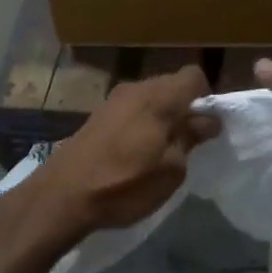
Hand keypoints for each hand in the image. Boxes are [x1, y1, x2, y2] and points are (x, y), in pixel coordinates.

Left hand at [28, 66, 220, 235]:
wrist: (63, 196)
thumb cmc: (125, 183)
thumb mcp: (171, 170)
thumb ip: (191, 138)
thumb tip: (208, 119)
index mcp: (160, 97)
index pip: (194, 76)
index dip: (206, 98)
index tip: (205, 127)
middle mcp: (136, 89)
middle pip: (171, 85)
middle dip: (184, 108)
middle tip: (188, 143)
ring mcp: (113, 100)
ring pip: (150, 98)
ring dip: (161, 117)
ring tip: (161, 151)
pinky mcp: (97, 115)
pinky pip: (131, 110)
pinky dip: (141, 124)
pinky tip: (135, 153)